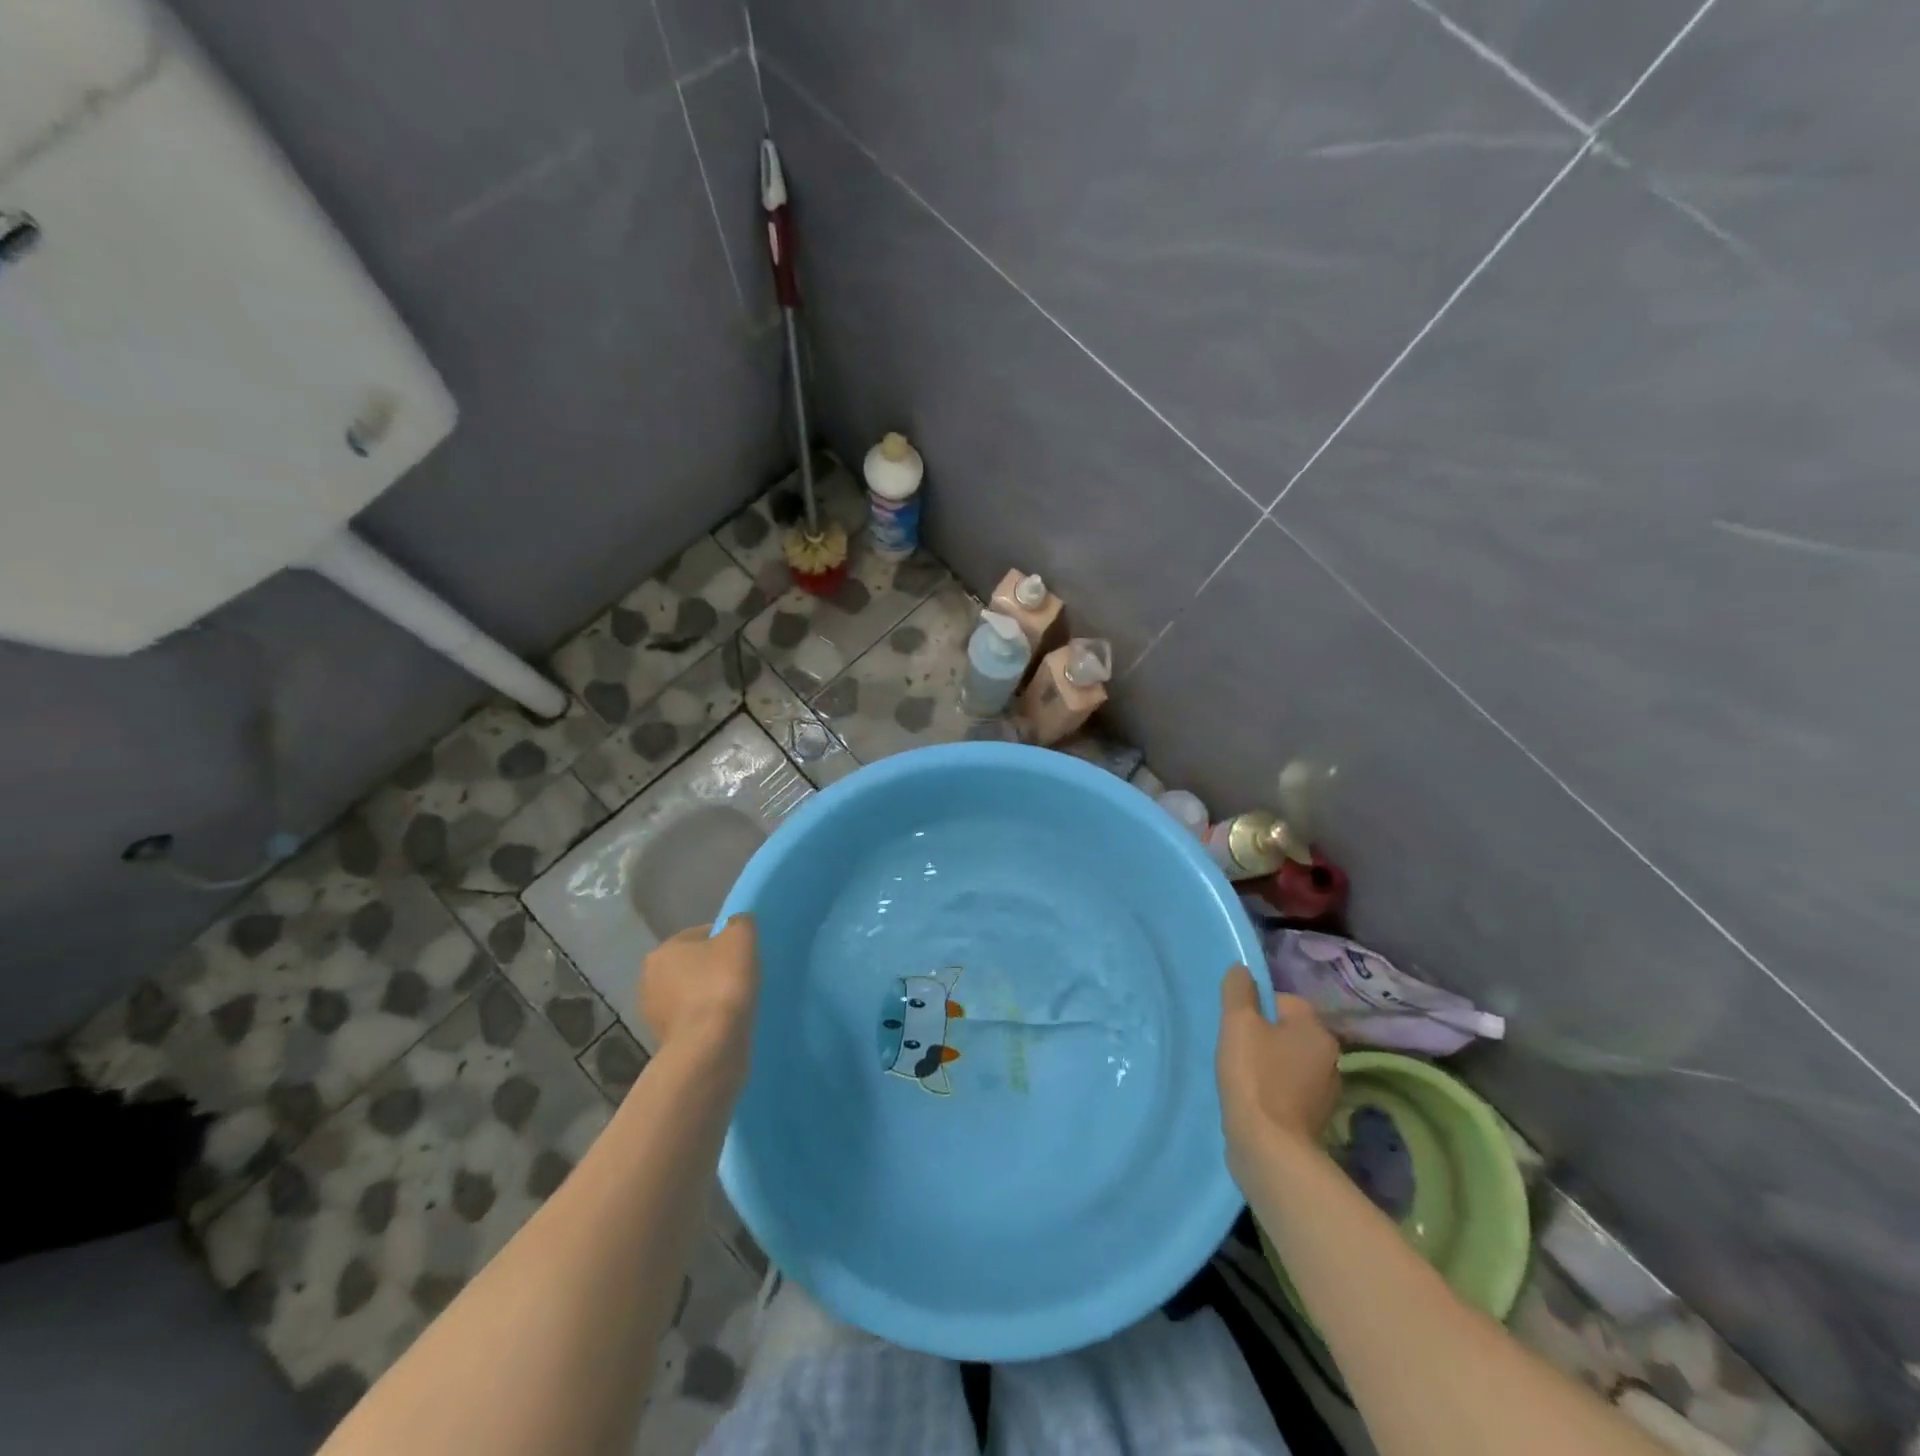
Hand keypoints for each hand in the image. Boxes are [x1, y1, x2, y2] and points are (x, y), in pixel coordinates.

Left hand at [638, 915, 759, 1064]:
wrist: (709, 1047)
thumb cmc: (722, 984)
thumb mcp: (741, 938)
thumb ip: (740, 922)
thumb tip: (737, 923)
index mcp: (663, 950)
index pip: (701, 934)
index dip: (726, 941)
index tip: (745, 955)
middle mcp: (649, 979)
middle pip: (693, 965)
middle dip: (714, 969)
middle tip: (742, 977)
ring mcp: (653, 1014)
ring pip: (691, 994)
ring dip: (710, 996)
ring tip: (737, 1003)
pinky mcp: (664, 1042)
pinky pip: (692, 1021)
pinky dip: (707, 1020)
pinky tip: (726, 1024)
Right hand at [1216, 965, 1340, 1170]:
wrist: (1270, 1148)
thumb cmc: (1255, 1076)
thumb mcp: (1238, 1023)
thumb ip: (1238, 990)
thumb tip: (1241, 970)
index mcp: (1317, 1030)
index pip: (1283, 1001)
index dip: (1254, 1008)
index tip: (1235, 1026)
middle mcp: (1330, 1057)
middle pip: (1287, 1031)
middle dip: (1262, 1036)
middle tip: (1234, 1048)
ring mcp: (1325, 1091)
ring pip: (1288, 1061)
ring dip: (1267, 1064)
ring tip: (1240, 1075)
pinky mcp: (1313, 1118)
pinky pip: (1289, 1089)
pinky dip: (1272, 1090)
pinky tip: (1252, 1099)